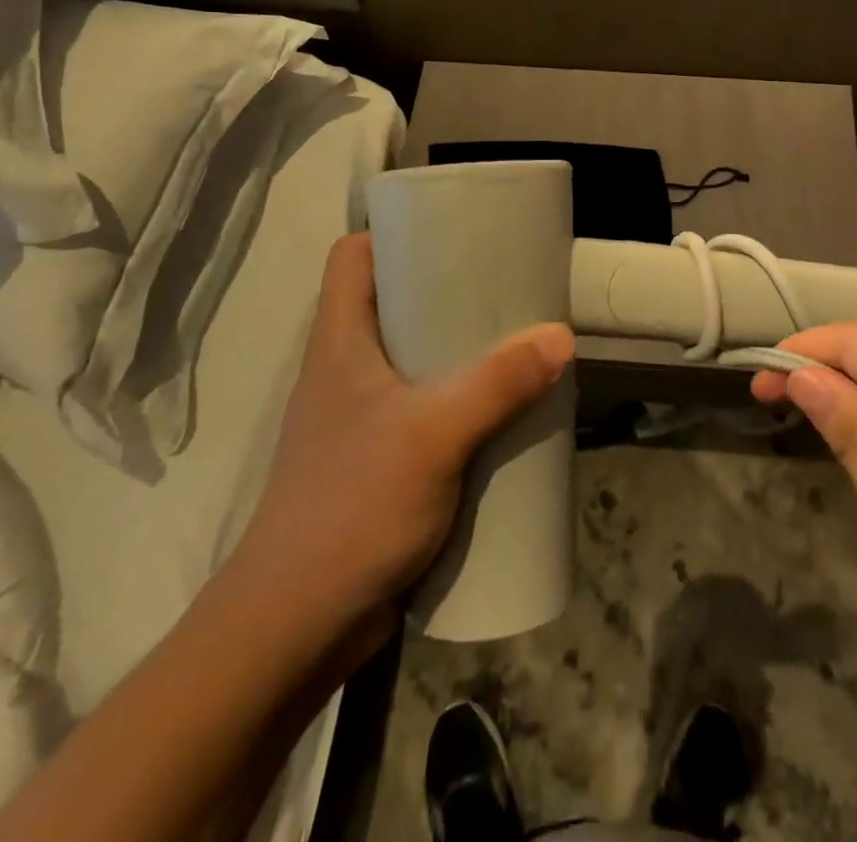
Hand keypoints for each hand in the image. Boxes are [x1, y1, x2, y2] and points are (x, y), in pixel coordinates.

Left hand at [229, 234, 573, 631]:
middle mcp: (344, 370)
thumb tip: (560, 336)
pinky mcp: (377, 460)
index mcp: (339, 341)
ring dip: (456, 350)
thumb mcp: (433, 435)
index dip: (393, 233)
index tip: (450, 230)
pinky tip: (498, 411)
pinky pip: (422, 408)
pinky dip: (457, 400)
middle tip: (502, 286)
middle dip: (444, 291)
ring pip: (410, 359)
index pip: (352, 257)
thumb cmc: (352, 506)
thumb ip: (497, 384)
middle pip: (390, 304)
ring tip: (512, 342)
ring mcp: (359, 418)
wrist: (297, 626)